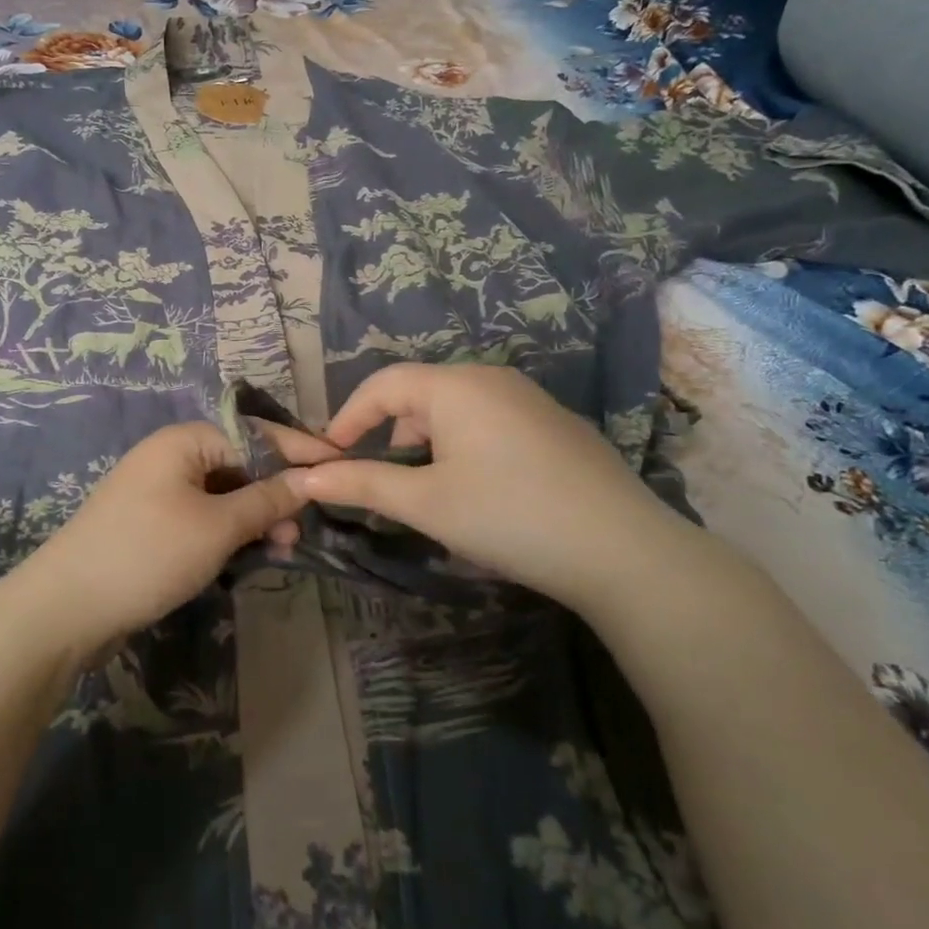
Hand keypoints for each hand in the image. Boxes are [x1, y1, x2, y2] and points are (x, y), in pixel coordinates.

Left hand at [11, 420, 333, 654]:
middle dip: (275, 493)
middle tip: (301, 530)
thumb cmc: (147, 554)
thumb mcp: (217, 527)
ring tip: (280, 549)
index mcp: (184, 442)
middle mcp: (171, 458)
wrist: (66, 609)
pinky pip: (203, 519)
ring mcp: (158, 493)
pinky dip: (228, 534)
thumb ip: (267, 500)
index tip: (341, 466)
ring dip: (254, 518)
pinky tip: (249, 556)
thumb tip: (309, 479)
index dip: (299, 451)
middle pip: (240, 465)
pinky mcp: (153, 526)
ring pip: (224, 496)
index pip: (255, 434)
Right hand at [284, 363, 709, 613]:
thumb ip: (362, 483)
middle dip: (388, 433)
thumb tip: (304, 479)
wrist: (623, 550)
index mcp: (456, 385)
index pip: (382, 384)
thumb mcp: (425, 502)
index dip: (347, 418)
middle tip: (380, 480)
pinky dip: (463, 446)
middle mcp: (492, 378)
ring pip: (456, 409)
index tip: (328, 459)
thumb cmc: (508, 516)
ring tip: (428, 490)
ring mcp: (530, 399)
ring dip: (427, 442)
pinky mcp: (555, 425)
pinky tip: (480, 490)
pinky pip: (489, 421)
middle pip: (419, 394)